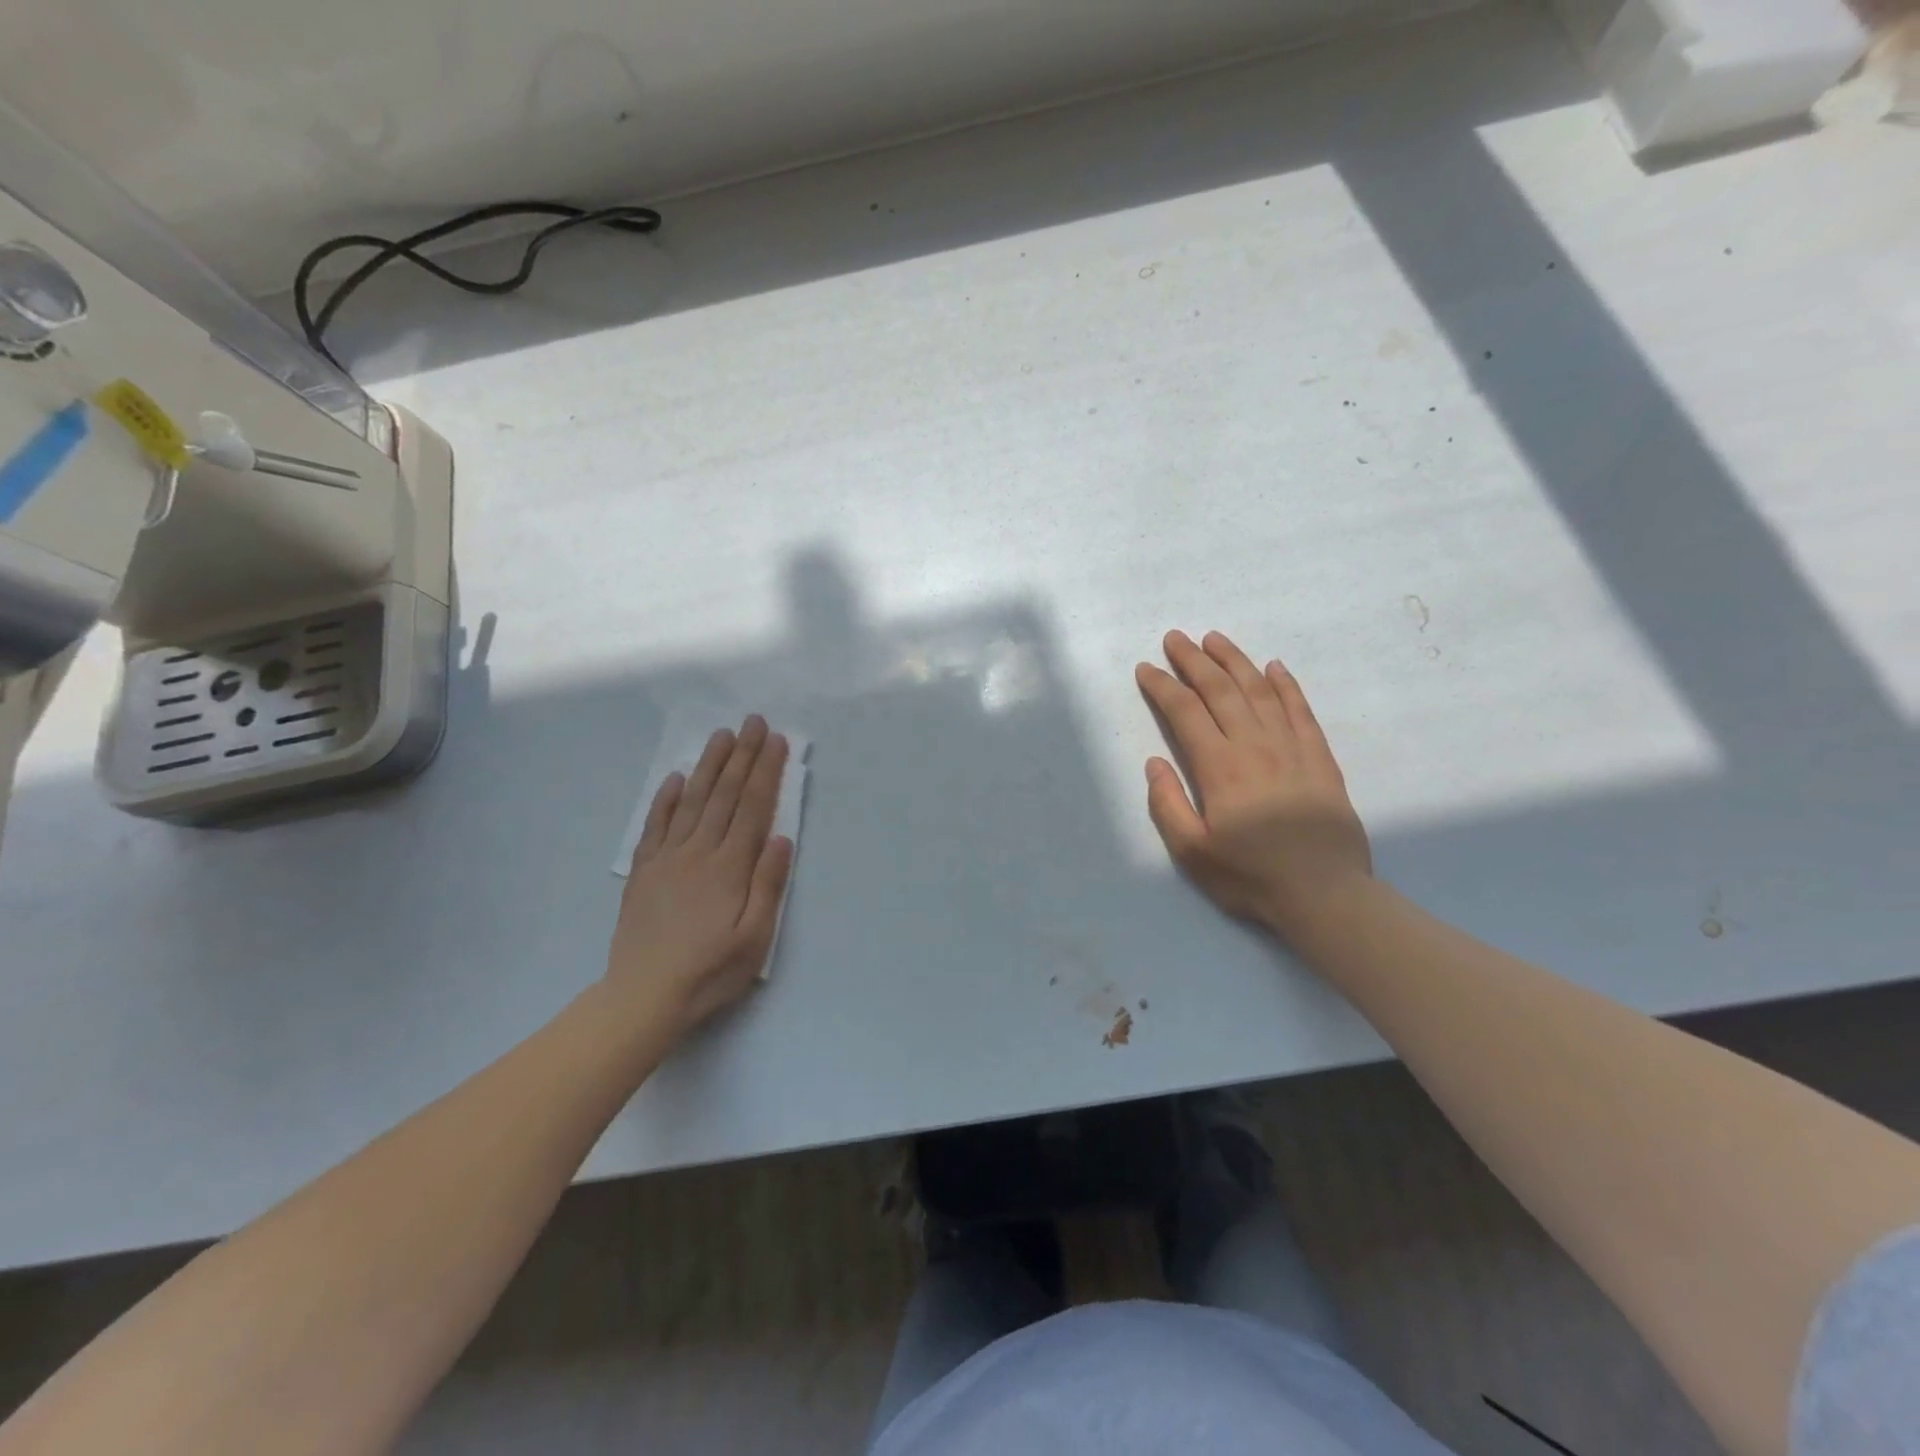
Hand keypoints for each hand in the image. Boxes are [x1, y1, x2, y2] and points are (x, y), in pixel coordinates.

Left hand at [608, 716, 794, 1036]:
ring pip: (691, 801)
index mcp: (729, 867)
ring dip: (708, 766)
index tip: (775, 740)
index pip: (752, 807)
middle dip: (742, 756)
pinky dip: (665, 799)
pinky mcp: (644, 871)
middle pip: (724, 795)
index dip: (765, 771)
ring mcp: (667, 859)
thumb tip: (781, 836)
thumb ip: (769, 884)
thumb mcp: (755, 937)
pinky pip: (655, 826)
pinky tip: (675, 779)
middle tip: (752, 722)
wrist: (644, 996)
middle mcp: (698, 852)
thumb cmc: (710, 970)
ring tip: (721, 736)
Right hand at [1136, 631, 1370, 937]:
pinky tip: (1274, 667)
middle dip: (1194, 661)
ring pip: (1260, 691)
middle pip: (1220, 690)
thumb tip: (1154, 763)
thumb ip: (1168, 805)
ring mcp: (1291, 748)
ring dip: (1235, 661)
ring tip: (1215, 639)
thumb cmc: (1250, 876)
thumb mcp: (1191, 852)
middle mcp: (1254, 746)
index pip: (1185, 712)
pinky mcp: (1320, 758)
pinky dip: (1286, 685)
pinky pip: (1301, 710)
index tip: (1146, 668)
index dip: (1163, 686)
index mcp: (1219, 767)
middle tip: (1175, 638)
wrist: (1324, 894)